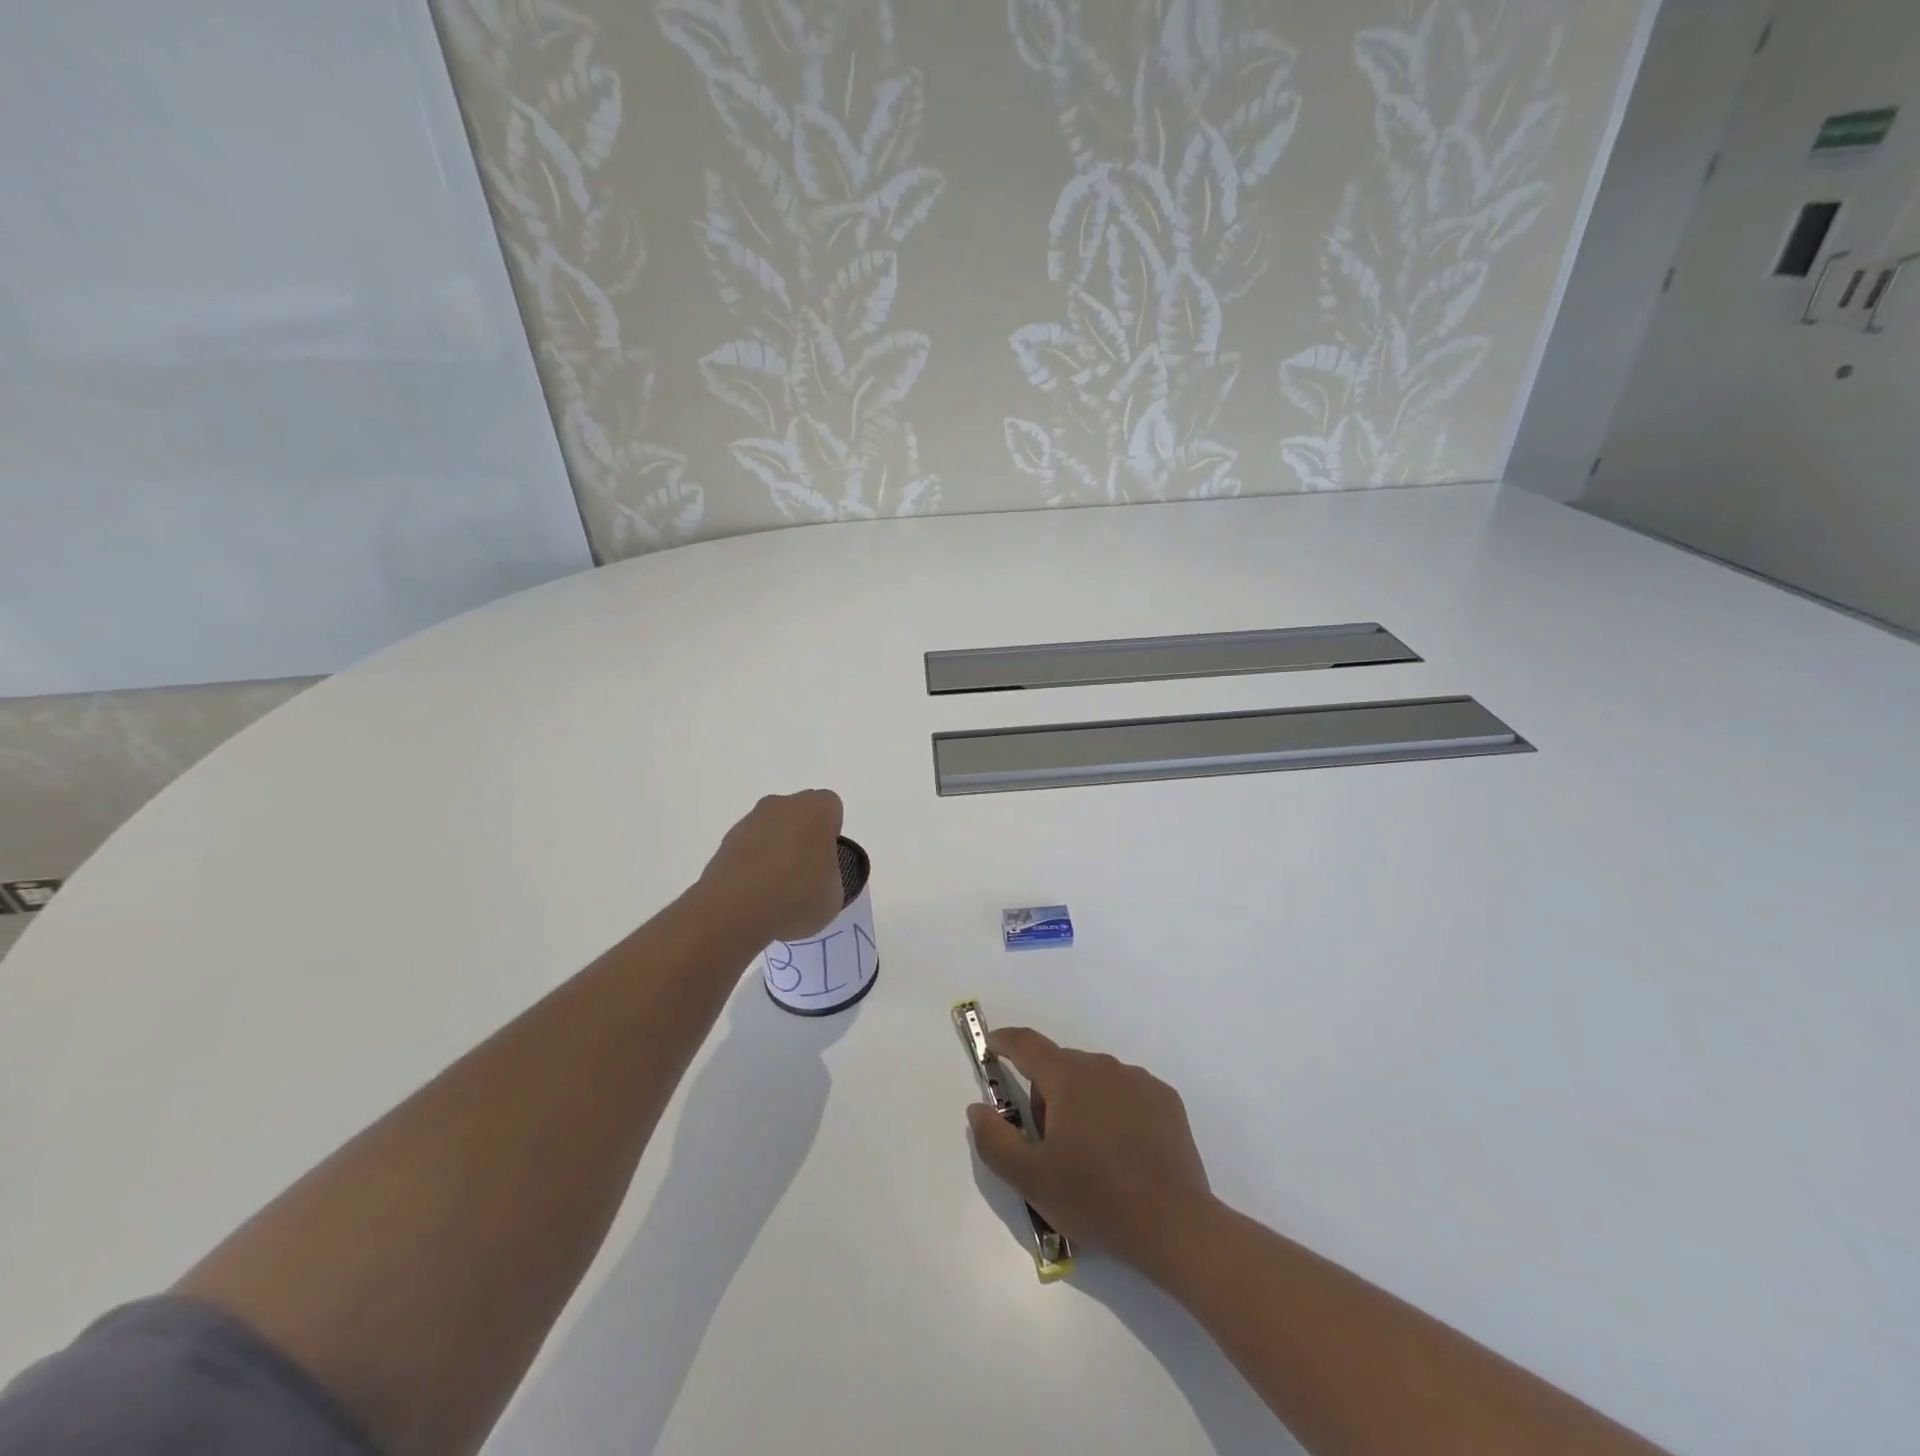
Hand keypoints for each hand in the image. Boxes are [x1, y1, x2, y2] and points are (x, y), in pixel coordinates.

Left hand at [697, 790, 845, 942]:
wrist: (733, 912)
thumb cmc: (796, 896)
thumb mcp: (835, 894)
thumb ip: (831, 876)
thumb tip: (817, 877)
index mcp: (815, 809)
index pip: (831, 808)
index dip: (832, 835)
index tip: (828, 863)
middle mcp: (781, 805)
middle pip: (799, 815)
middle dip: (803, 838)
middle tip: (806, 876)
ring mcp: (749, 822)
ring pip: (772, 830)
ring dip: (777, 852)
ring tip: (778, 892)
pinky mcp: (724, 844)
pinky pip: (749, 849)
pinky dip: (754, 866)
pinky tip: (756, 896)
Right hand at [967, 1027, 1214, 1277]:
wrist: (1174, 1226)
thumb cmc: (1096, 1200)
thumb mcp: (1031, 1180)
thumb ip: (994, 1140)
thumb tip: (977, 1109)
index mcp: (1068, 1078)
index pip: (1027, 1044)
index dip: (1005, 1041)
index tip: (993, 1044)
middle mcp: (1103, 1067)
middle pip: (1061, 1067)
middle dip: (1046, 1094)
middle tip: (1049, 1144)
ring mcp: (1139, 1081)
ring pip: (1095, 1079)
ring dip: (1081, 1101)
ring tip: (1089, 1154)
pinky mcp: (1166, 1100)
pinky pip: (1127, 1092)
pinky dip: (1115, 1109)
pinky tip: (1123, 1150)